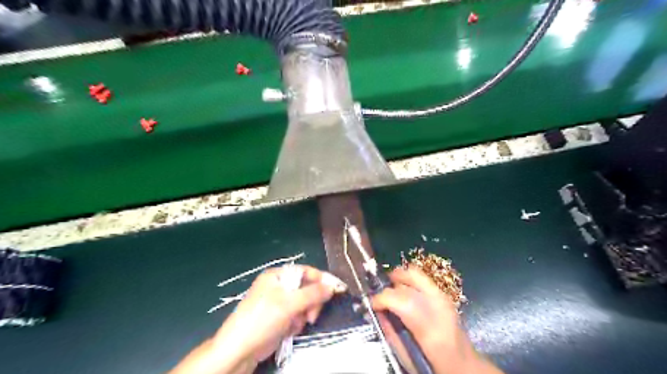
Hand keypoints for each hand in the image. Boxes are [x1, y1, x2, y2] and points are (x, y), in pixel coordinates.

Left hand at [170, 265, 345, 373]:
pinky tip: (289, 330)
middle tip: (311, 316)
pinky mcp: (278, 318)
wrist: (239, 350)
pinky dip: (296, 323)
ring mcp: (278, 303)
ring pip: (303, 304)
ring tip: (295, 325)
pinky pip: (296, 315)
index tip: (336, 289)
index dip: (321, 279)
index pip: (305, 272)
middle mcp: (278, 286)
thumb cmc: (262, 319)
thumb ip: (313, 293)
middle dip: (311, 302)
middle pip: (306, 288)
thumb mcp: (289, 303)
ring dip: (303, 315)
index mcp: (277, 276)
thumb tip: (332, 286)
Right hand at [373, 265, 503, 373]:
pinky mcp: (444, 295)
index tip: (372, 305)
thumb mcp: (408, 357)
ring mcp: (444, 298)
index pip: (403, 301)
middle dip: (389, 286)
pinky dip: (408, 280)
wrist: (465, 365)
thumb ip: (391, 332)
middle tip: (381, 297)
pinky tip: (403, 291)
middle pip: (408, 283)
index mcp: (432, 330)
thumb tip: (377, 313)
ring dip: (399, 278)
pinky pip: (421, 278)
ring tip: (391, 289)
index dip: (383, 298)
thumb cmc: (435, 366)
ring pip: (416, 273)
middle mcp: (440, 308)